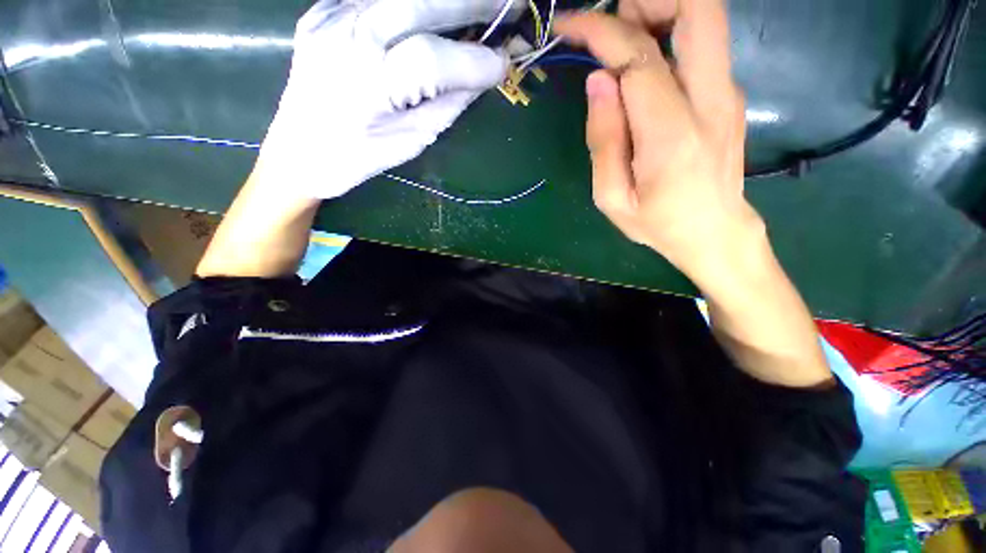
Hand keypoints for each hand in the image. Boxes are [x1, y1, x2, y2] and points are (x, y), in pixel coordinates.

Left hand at [258, 0, 511, 198]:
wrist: (294, 153)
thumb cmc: (354, 160)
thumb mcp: (410, 142)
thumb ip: (446, 105)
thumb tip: (480, 78)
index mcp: (368, 86)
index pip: (434, 60)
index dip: (477, 60)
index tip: (506, 64)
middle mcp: (347, 38)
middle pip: (420, 3)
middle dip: (474, 3)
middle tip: (513, 5)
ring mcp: (331, 16)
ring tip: (481, 5)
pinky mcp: (324, 10)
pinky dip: (415, 4)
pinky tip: (435, 13)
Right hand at [556, 3, 762, 280]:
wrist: (714, 232)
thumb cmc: (657, 223)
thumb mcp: (612, 198)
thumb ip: (604, 140)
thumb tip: (598, 81)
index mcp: (672, 135)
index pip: (639, 58)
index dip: (600, 30)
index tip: (567, 24)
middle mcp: (710, 100)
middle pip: (699, 8)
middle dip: (649, 0)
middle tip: (611, 25)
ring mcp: (726, 92)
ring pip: (706, 15)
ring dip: (660, 10)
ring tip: (621, 46)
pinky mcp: (726, 93)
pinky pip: (700, 43)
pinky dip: (668, 33)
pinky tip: (640, 68)